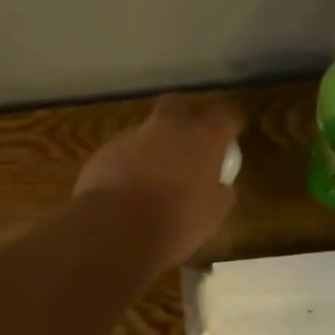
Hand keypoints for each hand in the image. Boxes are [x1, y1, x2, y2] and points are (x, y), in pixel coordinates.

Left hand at [74, 94, 243, 267]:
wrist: (116, 230)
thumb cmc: (176, 223)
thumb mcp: (213, 216)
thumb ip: (221, 194)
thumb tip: (220, 187)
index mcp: (203, 138)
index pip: (226, 116)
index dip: (230, 124)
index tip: (230, 137)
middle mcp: (169, 127)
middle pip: (179, 105)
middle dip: (184, 118)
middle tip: (187, 144)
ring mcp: (133, 135)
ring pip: (147, 130)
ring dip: (153, 146)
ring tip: (152, 177)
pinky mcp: (105, 151)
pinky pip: (123, 152)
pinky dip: (128, 164)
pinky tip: (127, 190)